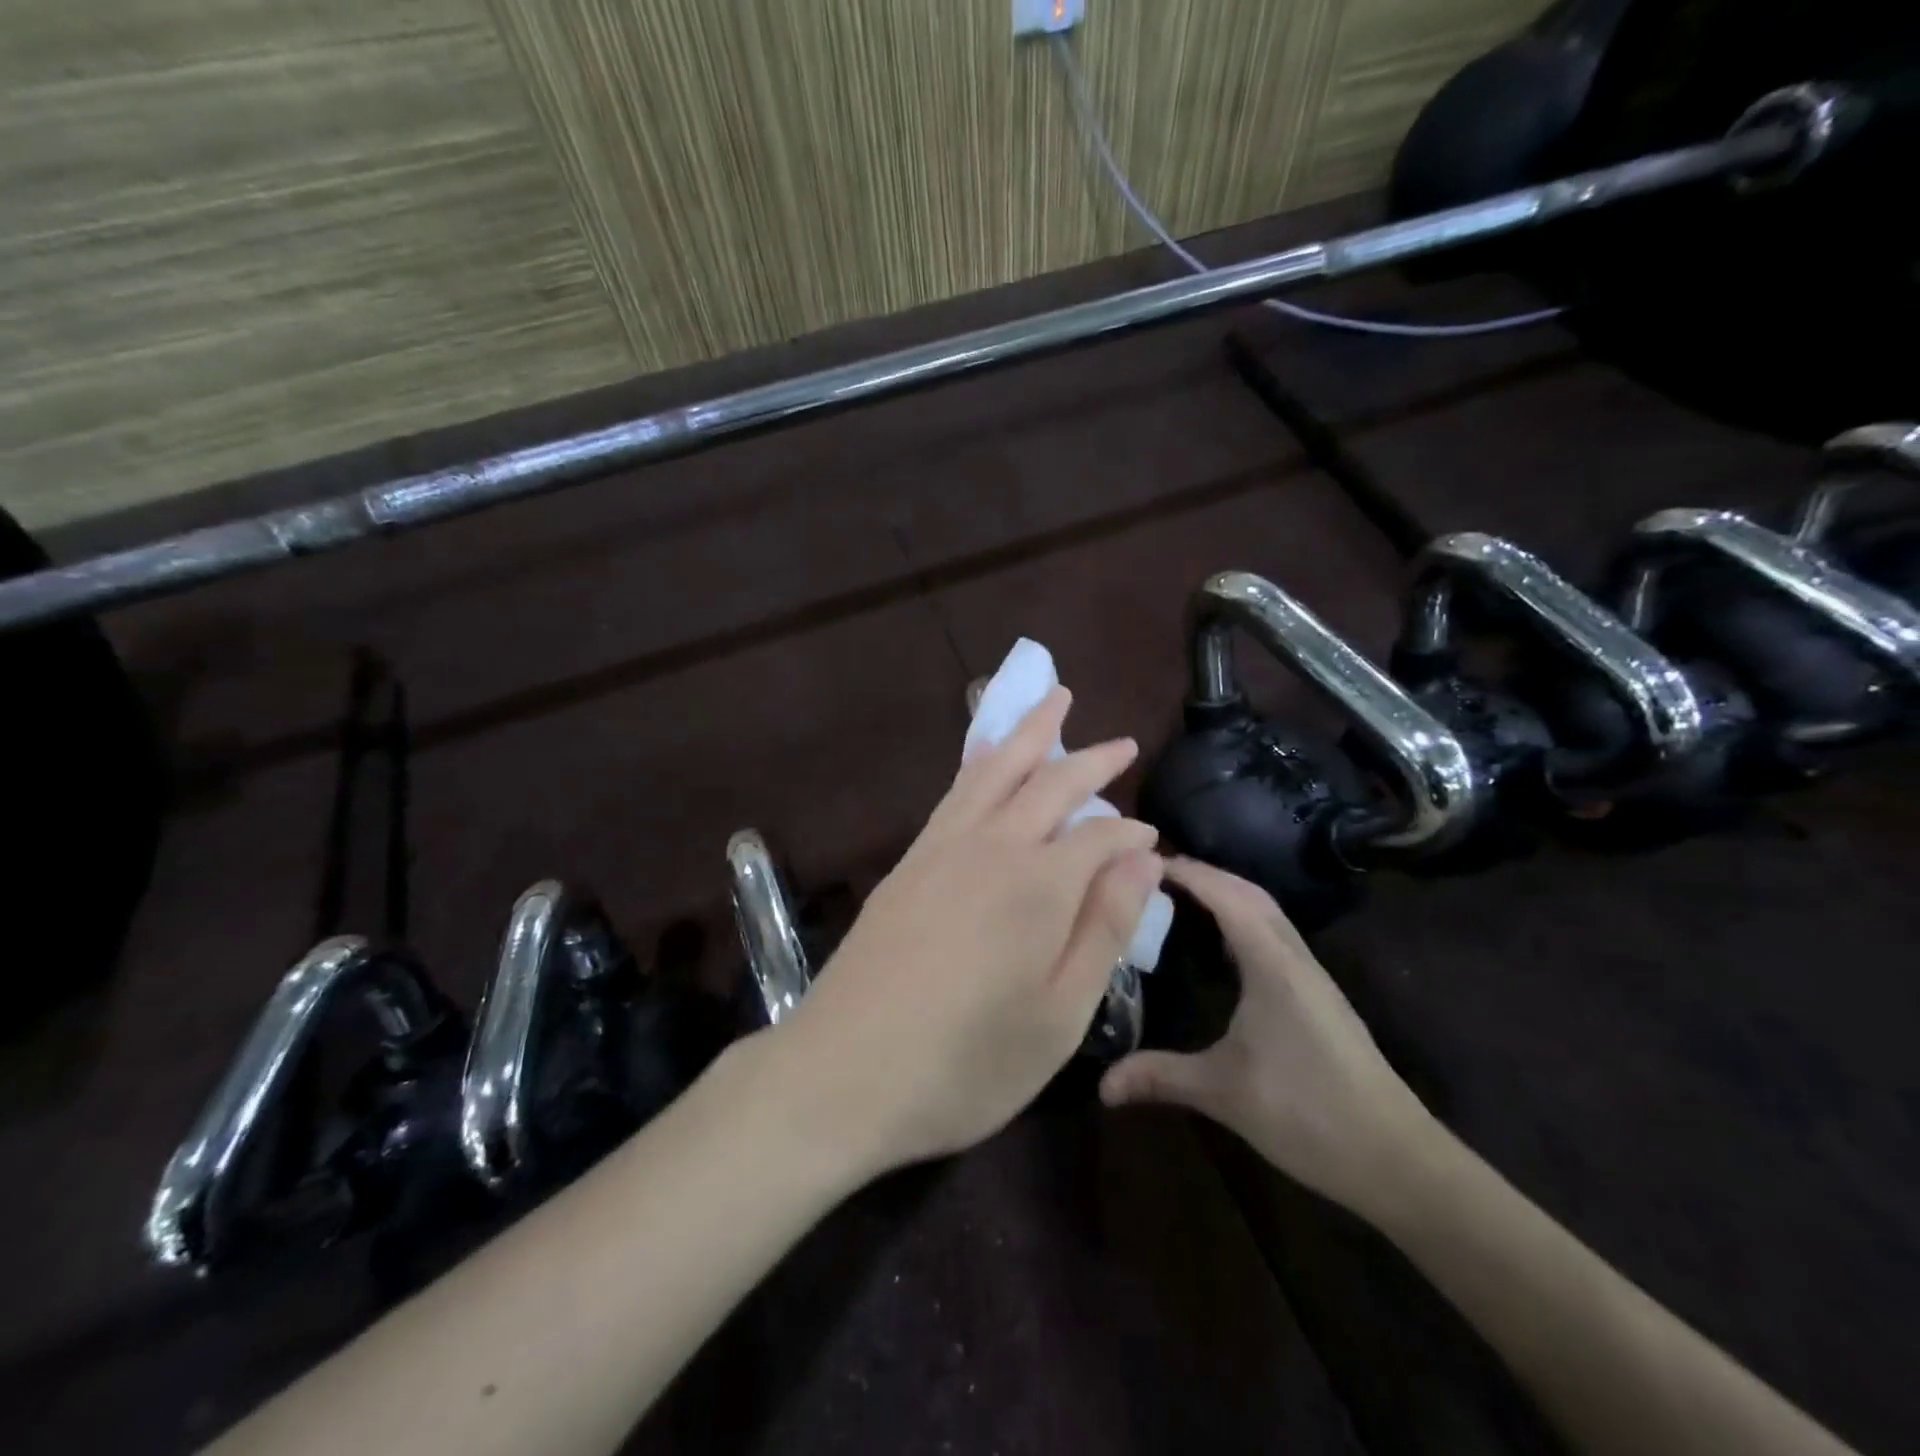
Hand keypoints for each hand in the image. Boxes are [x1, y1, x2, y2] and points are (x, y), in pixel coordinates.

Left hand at [775, 687, 1164, 1178]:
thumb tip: (1143, 858)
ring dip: (1029, 732)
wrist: (842, 1071)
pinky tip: (988, 759)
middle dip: (1091, 760)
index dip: (1130, 834)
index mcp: (1039, 885)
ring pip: (995, 769)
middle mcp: (991, 846)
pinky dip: (981, 761)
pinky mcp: (908, 861)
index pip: (1100, 836)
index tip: (1152, 841)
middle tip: (1122, 743)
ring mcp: (941, 847)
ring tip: (1054, 700)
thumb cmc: (965, 1062)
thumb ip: (1103, 927)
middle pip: (1049, 782)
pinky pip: (955, 791)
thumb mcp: (1059, 1015)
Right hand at [1099, 858, 1437, 1220]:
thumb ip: (1160, 1077)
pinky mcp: (1317, 996)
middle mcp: (1294, 958)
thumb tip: (1100, 1085)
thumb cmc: (1307, 1113)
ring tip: (1178, 899)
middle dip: (1205, 874)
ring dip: (1226, 894)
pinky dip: (1242, 920)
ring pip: (1267, 913)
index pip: (1227, 896)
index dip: (1188, 872)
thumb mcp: (1223, 1093)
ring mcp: (1311, 976)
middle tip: (1153, 876)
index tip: (1142, 862)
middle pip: (1250, 893)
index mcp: (1272, 964)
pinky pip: (1274, 936)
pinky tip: (1219, 946)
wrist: (1396, 1160)